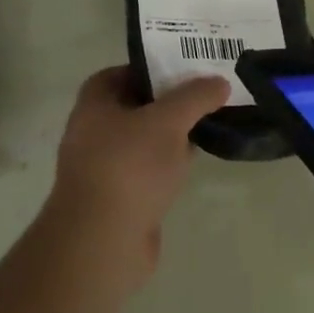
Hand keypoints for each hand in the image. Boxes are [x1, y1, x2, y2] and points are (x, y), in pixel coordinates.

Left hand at [39, 66, 229, 295]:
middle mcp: (93, 131)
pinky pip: (147, 171)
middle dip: (169, 101)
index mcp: (94, 103)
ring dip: (171, 135)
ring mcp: (104, 168)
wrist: (102, 245)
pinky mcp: (118, 200)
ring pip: (144, 140)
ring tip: (208, 123)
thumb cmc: (129, 167)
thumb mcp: (169, 121)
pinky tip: (193, 164)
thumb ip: (196, 97)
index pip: (124, 71)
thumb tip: (220, 82)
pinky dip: (167, 165)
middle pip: (137, 105)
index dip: (154, 66)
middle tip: (206, 94)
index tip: (186, 67)